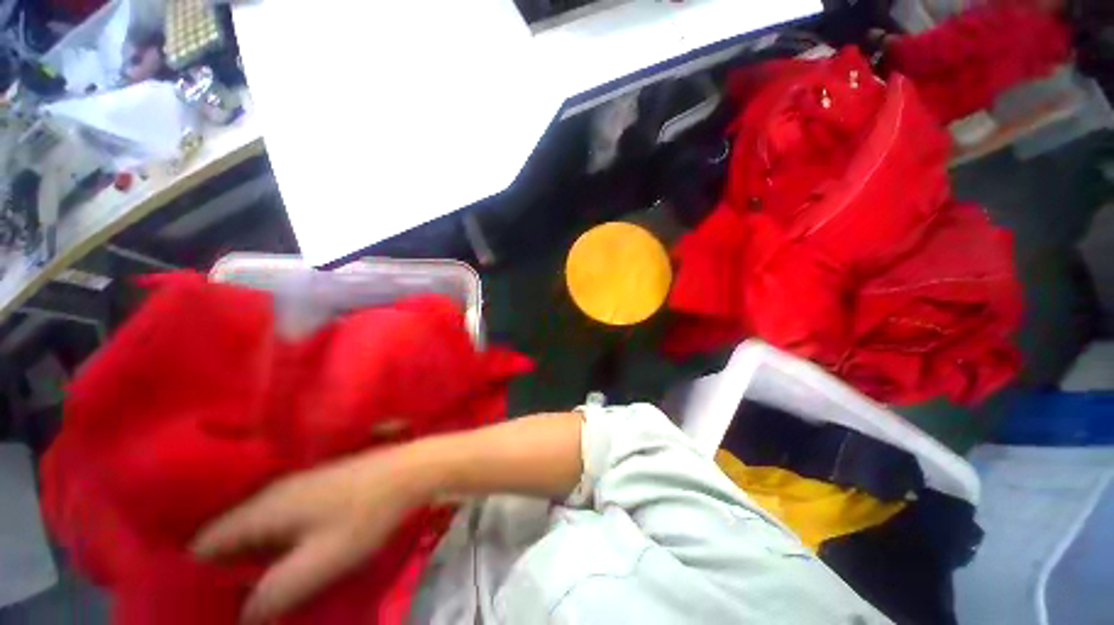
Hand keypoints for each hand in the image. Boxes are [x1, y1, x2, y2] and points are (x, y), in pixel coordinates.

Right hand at [191, 447, 429, 623]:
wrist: (409, 470)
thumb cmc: (365, 515)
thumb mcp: (319, 562)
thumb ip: (274, 593)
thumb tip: (242, 617)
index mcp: (263, 509)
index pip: (205, 543)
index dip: (192, 575)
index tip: (192, 604)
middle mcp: (272, 492)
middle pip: (228, 535)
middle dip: (220, 570)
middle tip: (219, 604)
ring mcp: (297, 485)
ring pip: (254, 527)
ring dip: (247, 557)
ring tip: (246, 590)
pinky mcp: (318, 486)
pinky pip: (279, 519)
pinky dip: (270, 542)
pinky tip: (280, 559)